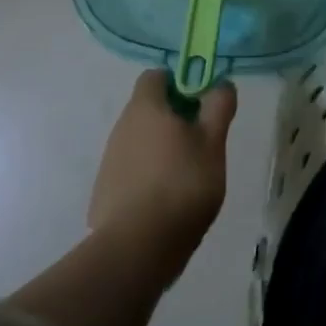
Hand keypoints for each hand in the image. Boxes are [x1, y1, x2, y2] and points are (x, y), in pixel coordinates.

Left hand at [89, 71, 236, 264]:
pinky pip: (130, 172)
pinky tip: (165, 202)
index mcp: (145, 108)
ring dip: (161, 149)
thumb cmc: (182, 183)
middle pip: (148, 110)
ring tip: (186, 177)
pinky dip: (147, 178)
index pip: (156, 76)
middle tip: (201, 143)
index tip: (200, 104)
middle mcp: (121, 128)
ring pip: (139, 142)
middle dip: (174, 119)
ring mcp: (109, 162)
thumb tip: (221, 83)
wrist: (137, 248)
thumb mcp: (213, 142)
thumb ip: (219, 107)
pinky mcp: (104, 194)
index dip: (179, 83)